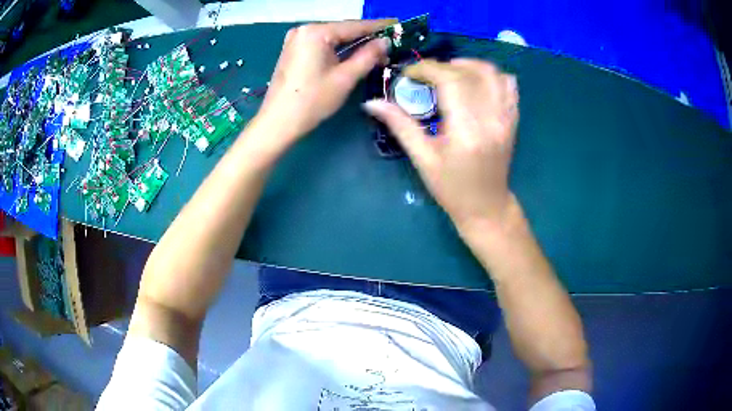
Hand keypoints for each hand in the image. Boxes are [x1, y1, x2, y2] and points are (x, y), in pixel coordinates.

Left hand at [255, 19, 393, 152]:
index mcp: (316, 32)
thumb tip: (385, 42)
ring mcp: (296, 40)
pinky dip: (338, 50)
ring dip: (353, 45)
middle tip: (390, 46)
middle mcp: (304, 30)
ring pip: (333, 38)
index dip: (379, 26)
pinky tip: (353, 56)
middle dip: (366, 38)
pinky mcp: (293, 51)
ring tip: (377, 53)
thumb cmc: (312, 100)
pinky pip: (321, 45)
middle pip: (343, 30)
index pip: (354, 25)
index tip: (398, 25)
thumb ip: (368, 56)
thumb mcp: (345, 78)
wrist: (278, 123)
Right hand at [363, 59, 518, 231]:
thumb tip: (371, 102)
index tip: (409, 74)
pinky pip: (508, 85)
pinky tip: (474, 82)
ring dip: (468, 65)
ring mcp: (506, 118)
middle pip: (469, 73)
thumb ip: (399, 125)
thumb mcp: (422, 159)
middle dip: (442, 66)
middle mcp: (491, 119)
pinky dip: (490, 75)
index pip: (450, 81)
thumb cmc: (451, 189)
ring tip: (449, 74)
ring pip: (492, 73)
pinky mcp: (513, 120)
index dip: (426, 69)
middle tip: (425, 76)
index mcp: (466, 132)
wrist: (486, 207)